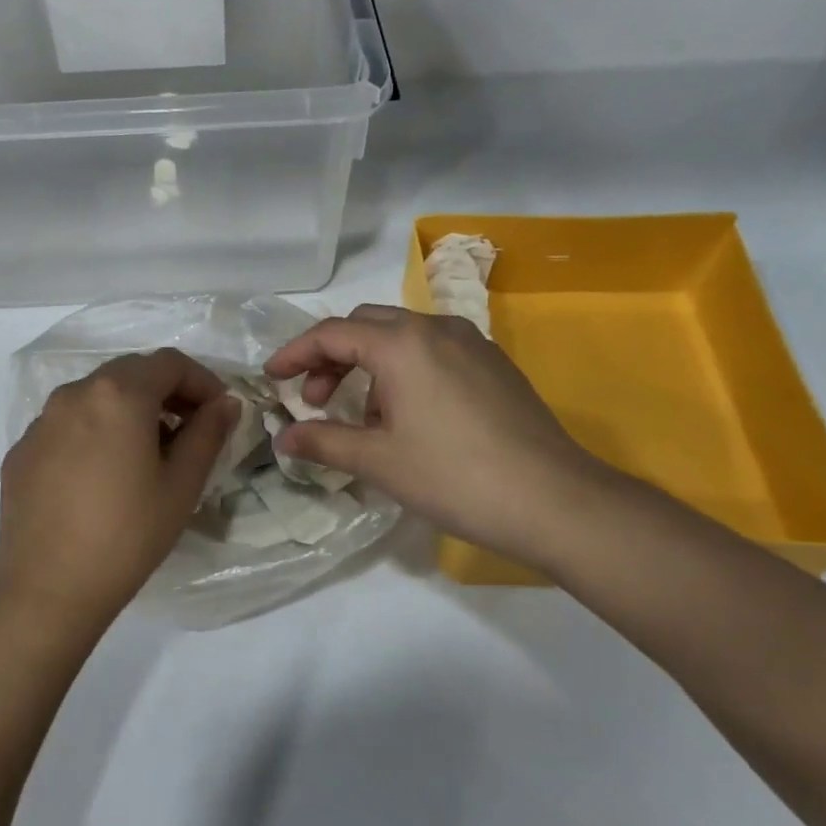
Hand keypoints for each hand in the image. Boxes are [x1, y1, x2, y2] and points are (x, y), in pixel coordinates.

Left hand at [0, 350, 237, 627]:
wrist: (47, 589)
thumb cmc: (127, 535)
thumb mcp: (181, 485)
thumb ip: (208, 433)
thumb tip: (225, 403)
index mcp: (118, 394)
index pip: (169, 363)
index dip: (202, 380)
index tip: (219, 411)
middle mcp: (74, 394)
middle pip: (130, 373)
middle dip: (166, 392)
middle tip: (189, 429)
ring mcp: (41, 422)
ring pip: (96, 396)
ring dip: (129, 410)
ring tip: (147, 454)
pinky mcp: (21, 450)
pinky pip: (67, 425)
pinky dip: (95, 432)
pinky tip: (102, 476)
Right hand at [264, 307, 604, 570]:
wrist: (553, 500)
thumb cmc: (454, 477)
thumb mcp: (379, 461)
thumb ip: (324, 442)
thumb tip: (283, 439)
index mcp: (402, 344)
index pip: (332, 334)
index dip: (295, 354)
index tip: (272, 378)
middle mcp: (436, 329)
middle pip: (366, 326)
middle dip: (331, 356)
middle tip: (315, 400)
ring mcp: (471, 343)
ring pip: (402, 336)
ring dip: (369, 363)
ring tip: (363, 416)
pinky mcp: (494, 364)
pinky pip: (433, 351)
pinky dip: (404, 369)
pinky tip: (408, 414)